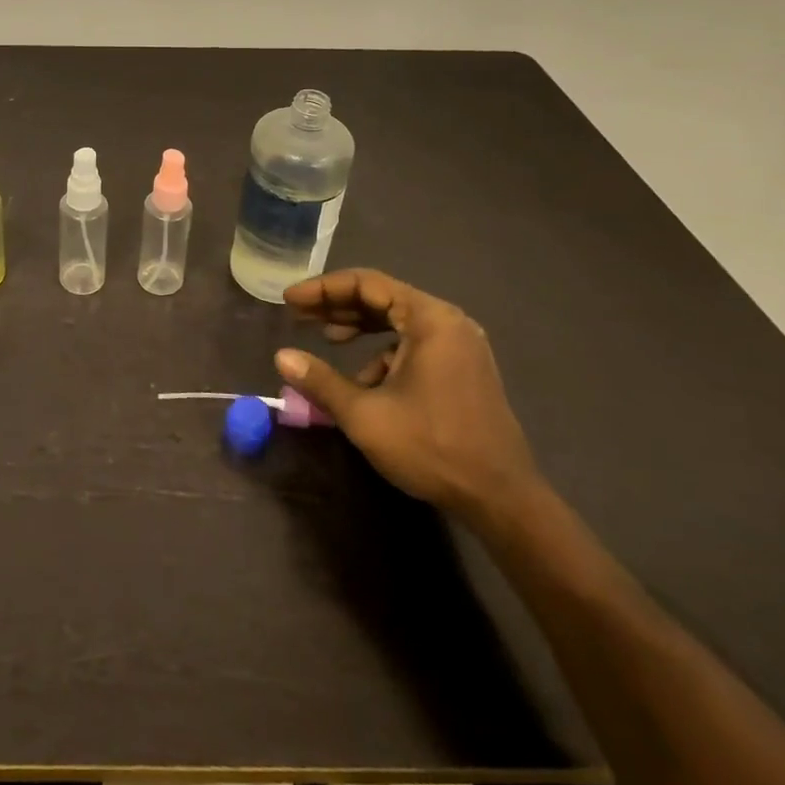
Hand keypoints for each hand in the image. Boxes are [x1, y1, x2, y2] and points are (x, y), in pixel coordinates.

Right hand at [274, 268, 540, 519]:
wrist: (502, 500)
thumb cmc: (432, 447)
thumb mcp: (365, 415)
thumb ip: (320, 381)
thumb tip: (281, 357)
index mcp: (430, 320)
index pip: (367, 284)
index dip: (323, 288)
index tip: (290, 300)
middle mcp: (449, 323)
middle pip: (383, 298)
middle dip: (338, 306)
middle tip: (300, 315)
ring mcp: (460, 347)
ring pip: (398, 321)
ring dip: (360, 328)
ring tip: (327, 340)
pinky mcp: (464, 370)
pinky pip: (414, 344)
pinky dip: (384, 352)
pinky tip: (365, 381)